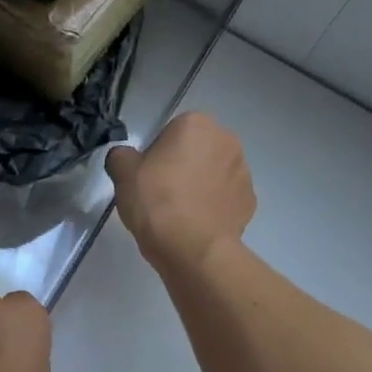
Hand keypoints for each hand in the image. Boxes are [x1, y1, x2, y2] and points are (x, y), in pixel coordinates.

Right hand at [106, 112, 255, 274]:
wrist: (193, 248)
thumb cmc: (156, 201)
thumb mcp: (123, 173)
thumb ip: (121, 156)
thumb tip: (125, 157)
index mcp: (196, 124)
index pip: (171, 132)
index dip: (156, 154)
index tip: (147, 177)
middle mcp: (226, 140)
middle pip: (197, 150)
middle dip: (183, 166)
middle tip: (161, 194)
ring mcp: (244, 171)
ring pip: (214, 173)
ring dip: (201, 185)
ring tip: (180, 213)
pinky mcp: (250, 201)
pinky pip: (226, 198)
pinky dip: (214, 207)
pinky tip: (197, 225)